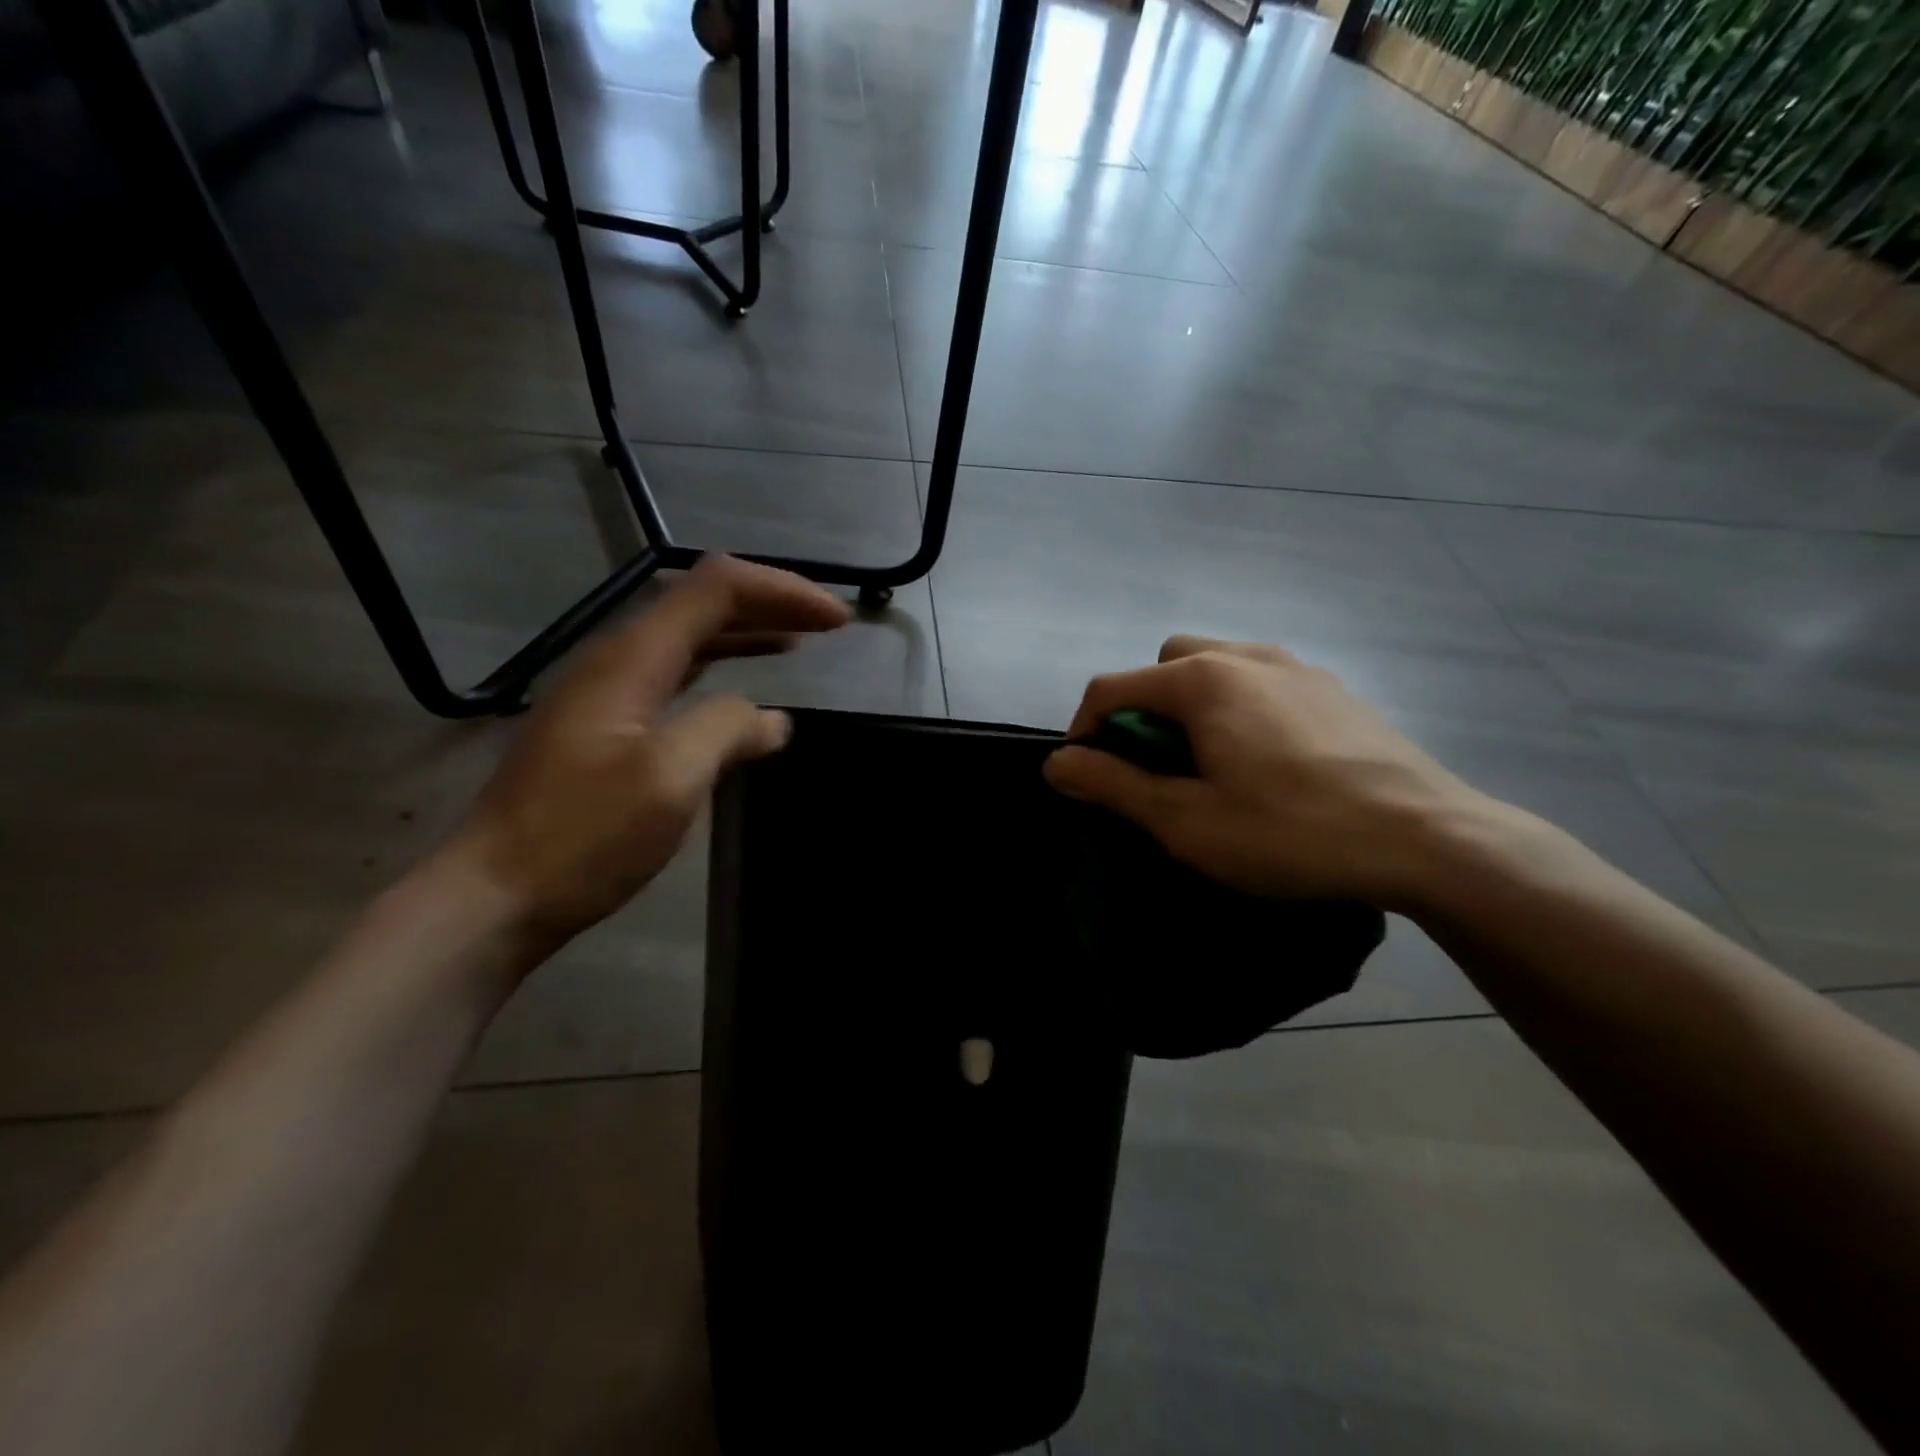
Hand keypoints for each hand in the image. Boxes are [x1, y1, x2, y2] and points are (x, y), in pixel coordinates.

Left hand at [447, 556, 850, 953]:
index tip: (836, 620)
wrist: (495, 896)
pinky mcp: (608, 726)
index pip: (716, 589)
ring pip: (690, 639)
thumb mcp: (669, 779)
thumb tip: (772, 720)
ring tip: (801, 641)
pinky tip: (744, 691)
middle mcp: (618, 660)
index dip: (781, 591)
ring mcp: (609, 693)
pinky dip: (723, 669)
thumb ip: (726, 730)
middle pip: (704, 604)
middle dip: (772, 602)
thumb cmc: (583, 837)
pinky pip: (677, 675)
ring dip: (749, 632)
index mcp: (633, 659)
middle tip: (831, 624)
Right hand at [1043, 637, 1492, 908]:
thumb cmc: (1291, 832)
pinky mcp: (1333, 688)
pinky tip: (1266, 760)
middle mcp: (1245, 655)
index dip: (1084, 729)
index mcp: (1202, 680)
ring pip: (1217, 665)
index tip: (1086, 774)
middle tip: (1158, 765)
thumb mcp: (1187, 822)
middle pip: (1165, 663)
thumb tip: (1056, 763)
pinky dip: (1239, 705)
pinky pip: (1262, 680)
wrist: (1428, 839)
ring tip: (1211, 761)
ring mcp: (1297, 666)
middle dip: (1143, 707)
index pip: (1112, 687)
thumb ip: (1113, 785)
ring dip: (1192, 703)